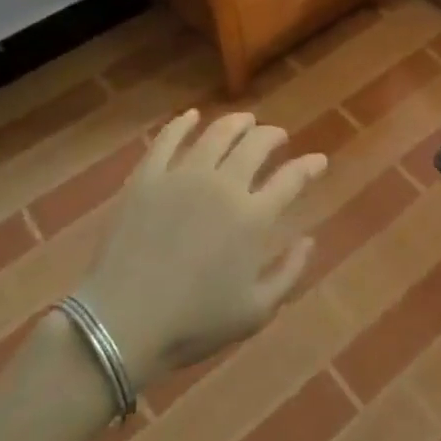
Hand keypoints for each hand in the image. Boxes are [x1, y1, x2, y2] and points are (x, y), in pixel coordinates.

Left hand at [72, 110, 324, 392]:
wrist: (122, 324)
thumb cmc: (193, 324)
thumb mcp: (255, 312)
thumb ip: (289, 273)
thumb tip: (309, 240)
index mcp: (253, 217)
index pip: (291, 178)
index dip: (310, 166)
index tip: (318, 160)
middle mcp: (223, 186)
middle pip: (256, 145)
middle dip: (273, 136)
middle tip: (278, 137)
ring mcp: (182, 177)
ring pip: (217, 134)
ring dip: (236, 123)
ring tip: (244, 121)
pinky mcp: (147, 178)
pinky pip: (167, 139)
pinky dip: (183, 124)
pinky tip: (191, 117)